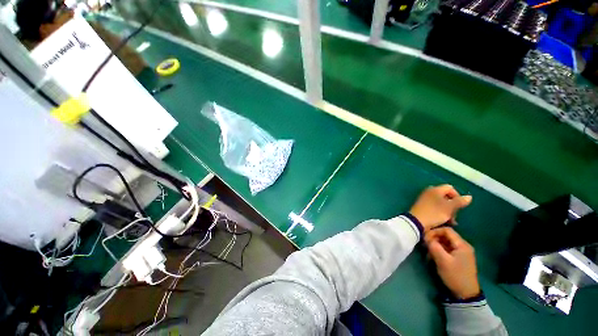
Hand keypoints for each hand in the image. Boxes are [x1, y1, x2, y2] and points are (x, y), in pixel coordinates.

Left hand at [409, 184, 471, 230]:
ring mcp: (425, 199)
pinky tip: (445, 222)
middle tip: (455, 216)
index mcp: (435, 189)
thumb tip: (469, 196)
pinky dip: (441, 213)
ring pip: (441, 203)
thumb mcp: (449, 208)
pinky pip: (435, 207)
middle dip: (453, 206)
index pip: (450, 188)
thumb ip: (459, 202)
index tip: (460, 206)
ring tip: (451, 221)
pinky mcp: (422, 206)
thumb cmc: (434, 213)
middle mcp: (429, 192)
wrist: (416, 221)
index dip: (457, 196)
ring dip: (448, 211)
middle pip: (446, 196)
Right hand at [425, 227, 479, 299]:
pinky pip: (447, 249)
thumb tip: (426, 237)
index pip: (446, 230)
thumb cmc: (455, 275)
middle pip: (446, 236)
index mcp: (462, 245)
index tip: (425, 237)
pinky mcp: (459, 258)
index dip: (434, 231)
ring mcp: (462, 252)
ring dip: (436, 245)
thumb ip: (434, 246)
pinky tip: (433, 256)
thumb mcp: (442, 260)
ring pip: (445, 242)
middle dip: (434, 239)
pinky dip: (439, 250)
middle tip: (425, 245)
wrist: (466, 293)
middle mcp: (463, 246)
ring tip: (428, 252)